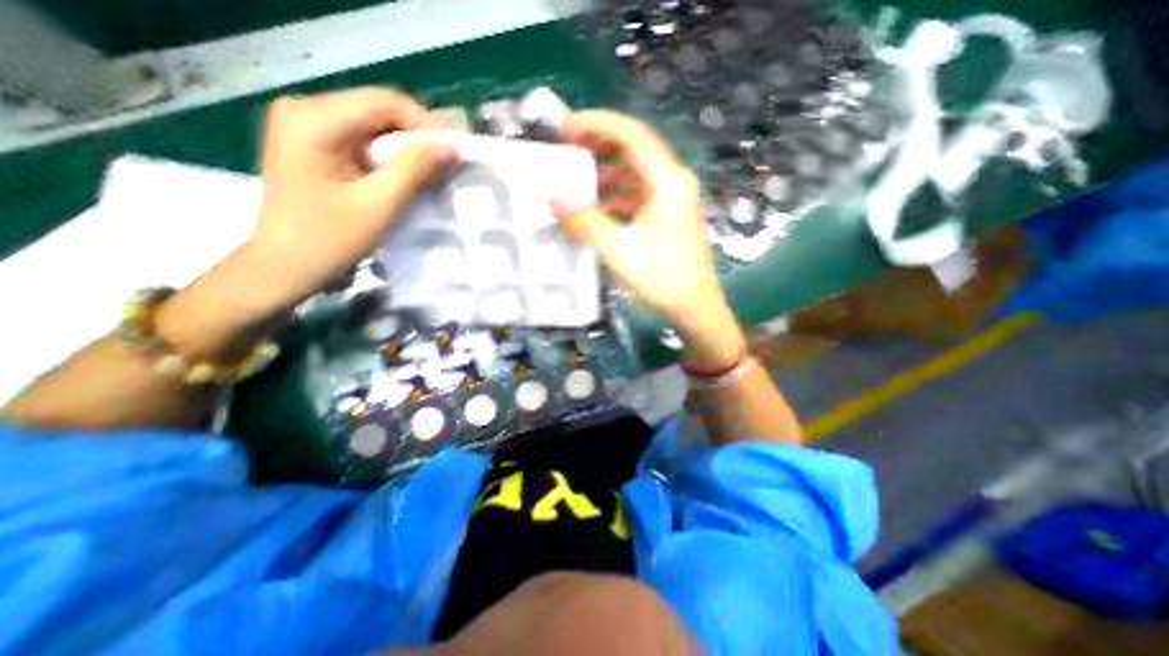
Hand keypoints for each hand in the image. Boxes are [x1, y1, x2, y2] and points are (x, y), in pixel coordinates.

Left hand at [160, 88, 456, 360]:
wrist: (285, 266)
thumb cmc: (329, 239)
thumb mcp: (379, 204)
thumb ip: (415, 169)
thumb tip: (451, 146)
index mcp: (314, 118)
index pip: (384, 103)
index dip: (427, 124)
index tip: (456, 152)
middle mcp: (306, 110)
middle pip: (379, 111)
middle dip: (418, 137)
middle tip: (448, 165)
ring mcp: (307, 126)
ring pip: (375, 126)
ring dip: (407, 149)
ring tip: (434, 173)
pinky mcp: (314, 145)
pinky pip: (364, 141)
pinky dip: (391, 157)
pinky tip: (408, 176)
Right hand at [554, 111, 743, 370]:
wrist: (695, 306)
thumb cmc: (663, 278)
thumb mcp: (620, 251)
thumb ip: (586, 223)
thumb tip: (554, 200)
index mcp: (667, 181)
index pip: (632, 135)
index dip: (597, 123)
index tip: (566, 127)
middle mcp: (673, 181)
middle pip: (634, 148)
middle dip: (599, 144)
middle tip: (568, 149)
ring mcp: (672, 198)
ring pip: (635, 172)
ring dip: (607, 172)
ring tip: (579, 181)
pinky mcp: (668, 214)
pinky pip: (638, 193)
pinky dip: (616, 195)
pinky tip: (599, 208)